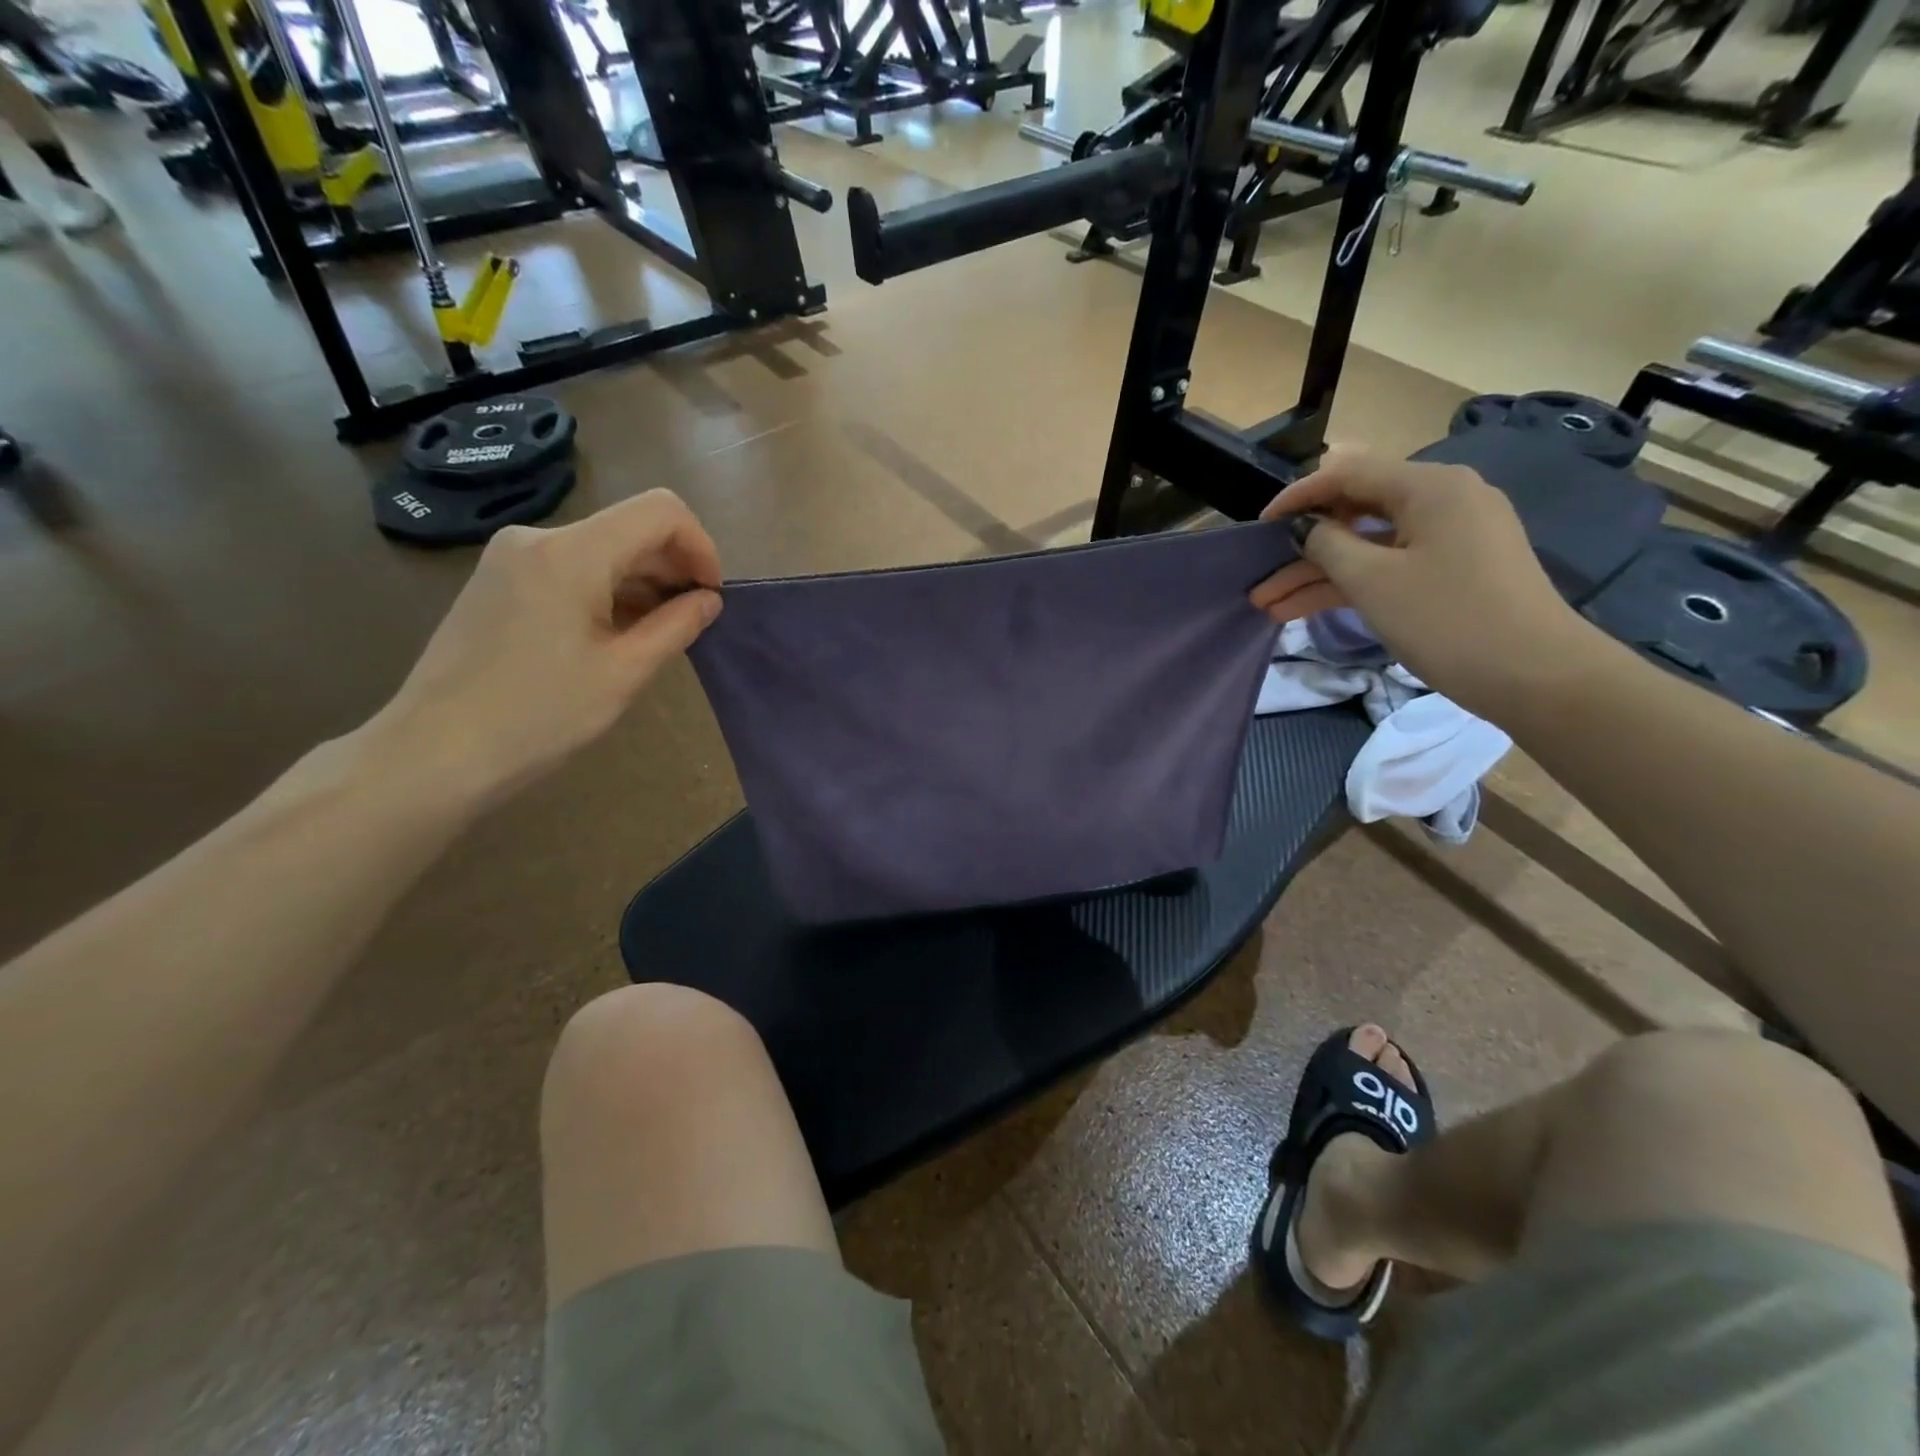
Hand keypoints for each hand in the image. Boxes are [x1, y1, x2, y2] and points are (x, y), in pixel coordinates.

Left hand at [373, 490, 722, 804]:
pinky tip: (613, 634)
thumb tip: (708, 599)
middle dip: (673, 566)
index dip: (700, 546)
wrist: (434, 752)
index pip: (660, 511)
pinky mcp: (497, 579)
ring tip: (656, 634)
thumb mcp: (623, 673)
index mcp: (571, 554)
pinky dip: (607, 588)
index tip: (710, 596)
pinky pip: (570, 566)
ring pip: (602, 547)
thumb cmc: (538, 717)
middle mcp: (538, 537)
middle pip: (630, 526)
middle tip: (692, 621)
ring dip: (641, 580)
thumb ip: (676, 626)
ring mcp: (511, 556)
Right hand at [1249, 449, 1598, 716]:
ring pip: (1369, 546)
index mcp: (1429, 486)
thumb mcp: (1373, 580)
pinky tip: (1307, 609)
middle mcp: (1444, 499)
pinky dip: (1352, 584)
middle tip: (1260, 578)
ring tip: (1269, 607)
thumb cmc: (1447, 619)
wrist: (1536, 676)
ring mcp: (1452, 536)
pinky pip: (1392, 565)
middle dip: (1302, 549)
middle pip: (1356, 512)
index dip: (1296, 498)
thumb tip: (1304, 528)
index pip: (1347, 474)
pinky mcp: (1455, 569)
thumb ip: (1327, 545)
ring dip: (1319, 574)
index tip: (1257, 528)